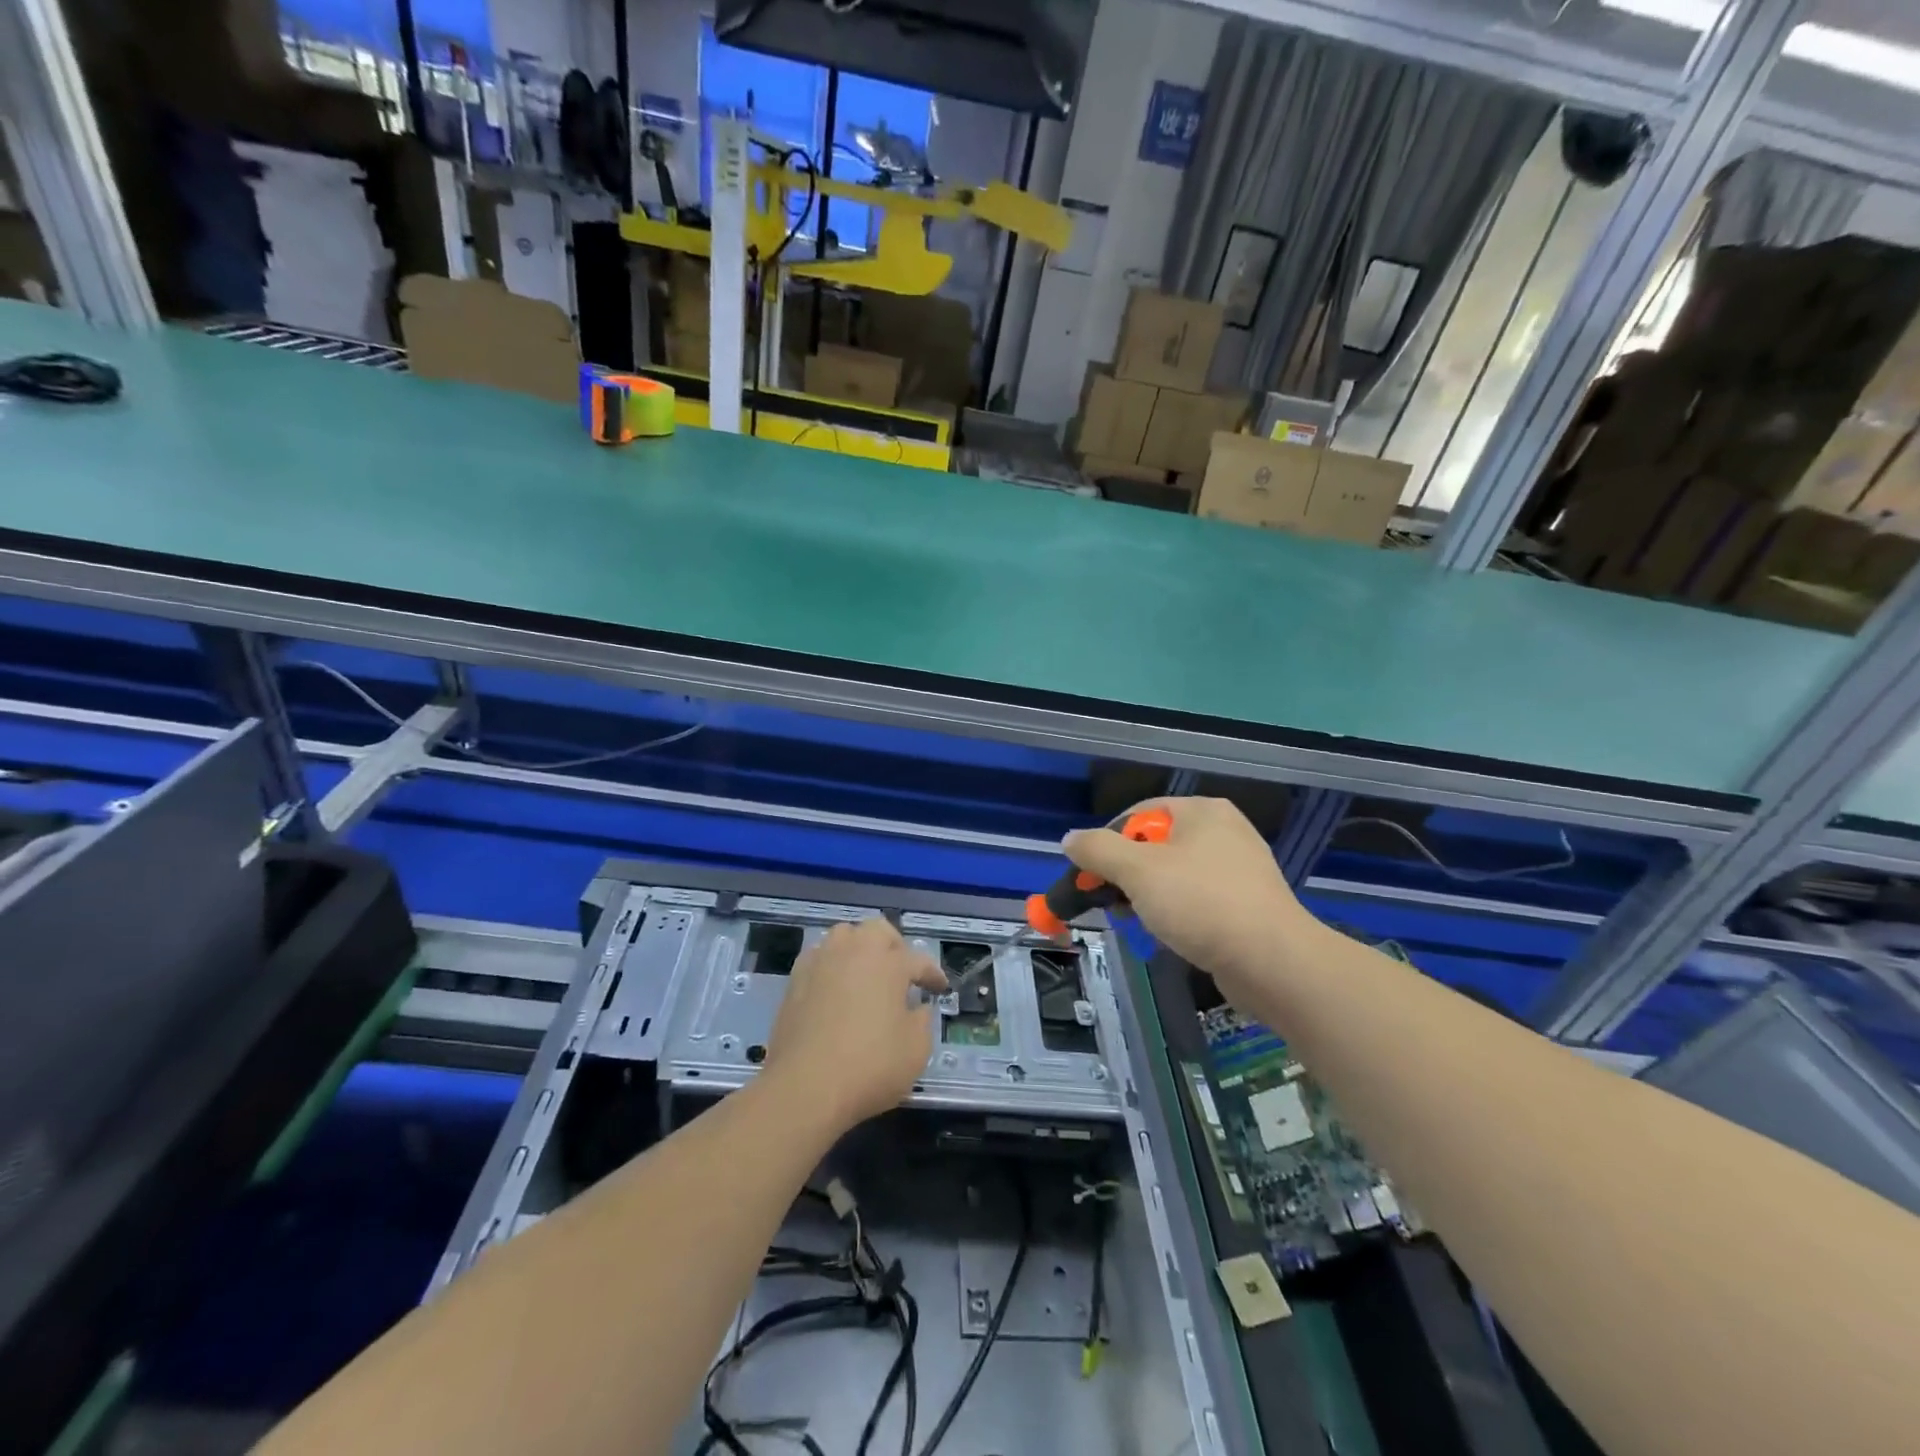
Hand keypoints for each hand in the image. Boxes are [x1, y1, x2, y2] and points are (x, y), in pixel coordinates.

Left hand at [762, 918, 946, 1133]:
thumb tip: (916, 1008)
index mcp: (889, 964)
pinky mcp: (795, 980)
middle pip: (878, 930)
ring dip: (859, 948)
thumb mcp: (916, 1051)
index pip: (918, 961)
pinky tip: (835, 986)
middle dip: (894, 946)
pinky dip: (831, 964)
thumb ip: (922, 1021)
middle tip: (901, 972)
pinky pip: (818, 957)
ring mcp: (821, 963)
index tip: (939, 988)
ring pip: (843, 935)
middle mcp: (854, 952)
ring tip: (866, 973)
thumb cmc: (869, 1067)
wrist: (804, 1087)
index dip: (932, 974)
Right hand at [1064, 797, 1302, 996]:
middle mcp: (1224, 831)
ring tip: (1138, 922)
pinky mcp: (1248, 904)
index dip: (1108, 841)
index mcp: (1202, 811)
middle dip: (1127, 874)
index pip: (1139, 813)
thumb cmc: (1201, 903)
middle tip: (1112, 901)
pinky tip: (1169, 935)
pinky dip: (1177, 913)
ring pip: (1174, 875)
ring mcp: (1240, 868)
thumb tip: (1070, 840)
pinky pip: (1198, 899)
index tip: (1092, 874)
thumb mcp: (1137, 871)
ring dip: (1148, 897)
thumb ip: (1097, 850)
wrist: (1273, 962)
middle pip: (1155, 845)